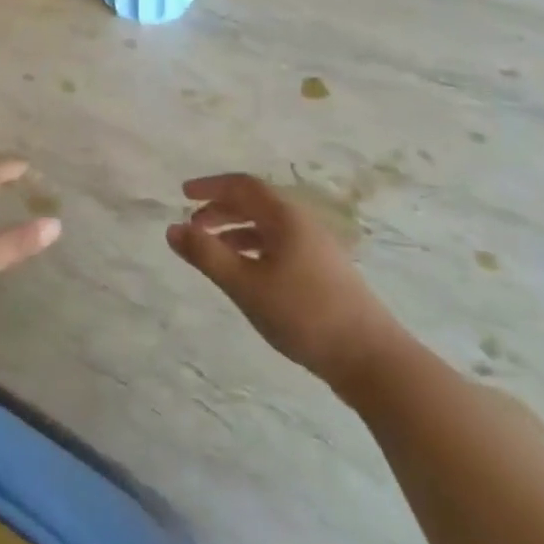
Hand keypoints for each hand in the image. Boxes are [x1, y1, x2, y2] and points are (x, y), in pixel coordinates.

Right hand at [167, 173, 407, 399]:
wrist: (370, 357)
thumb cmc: (303, 314)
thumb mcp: (245, 284)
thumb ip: (206, 255)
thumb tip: (172, 229)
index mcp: (285, 217)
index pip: (242, 186)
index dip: (210, 186)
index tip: (182, 195)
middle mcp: (302, 224)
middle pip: (256, 203)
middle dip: (220, 209)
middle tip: (193, 225)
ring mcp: (317, 248)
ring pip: (268, 226)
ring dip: (236, 230)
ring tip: (212, 249)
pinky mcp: (324, 272)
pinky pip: (280, 245)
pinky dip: (254, 248)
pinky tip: (246, 272)